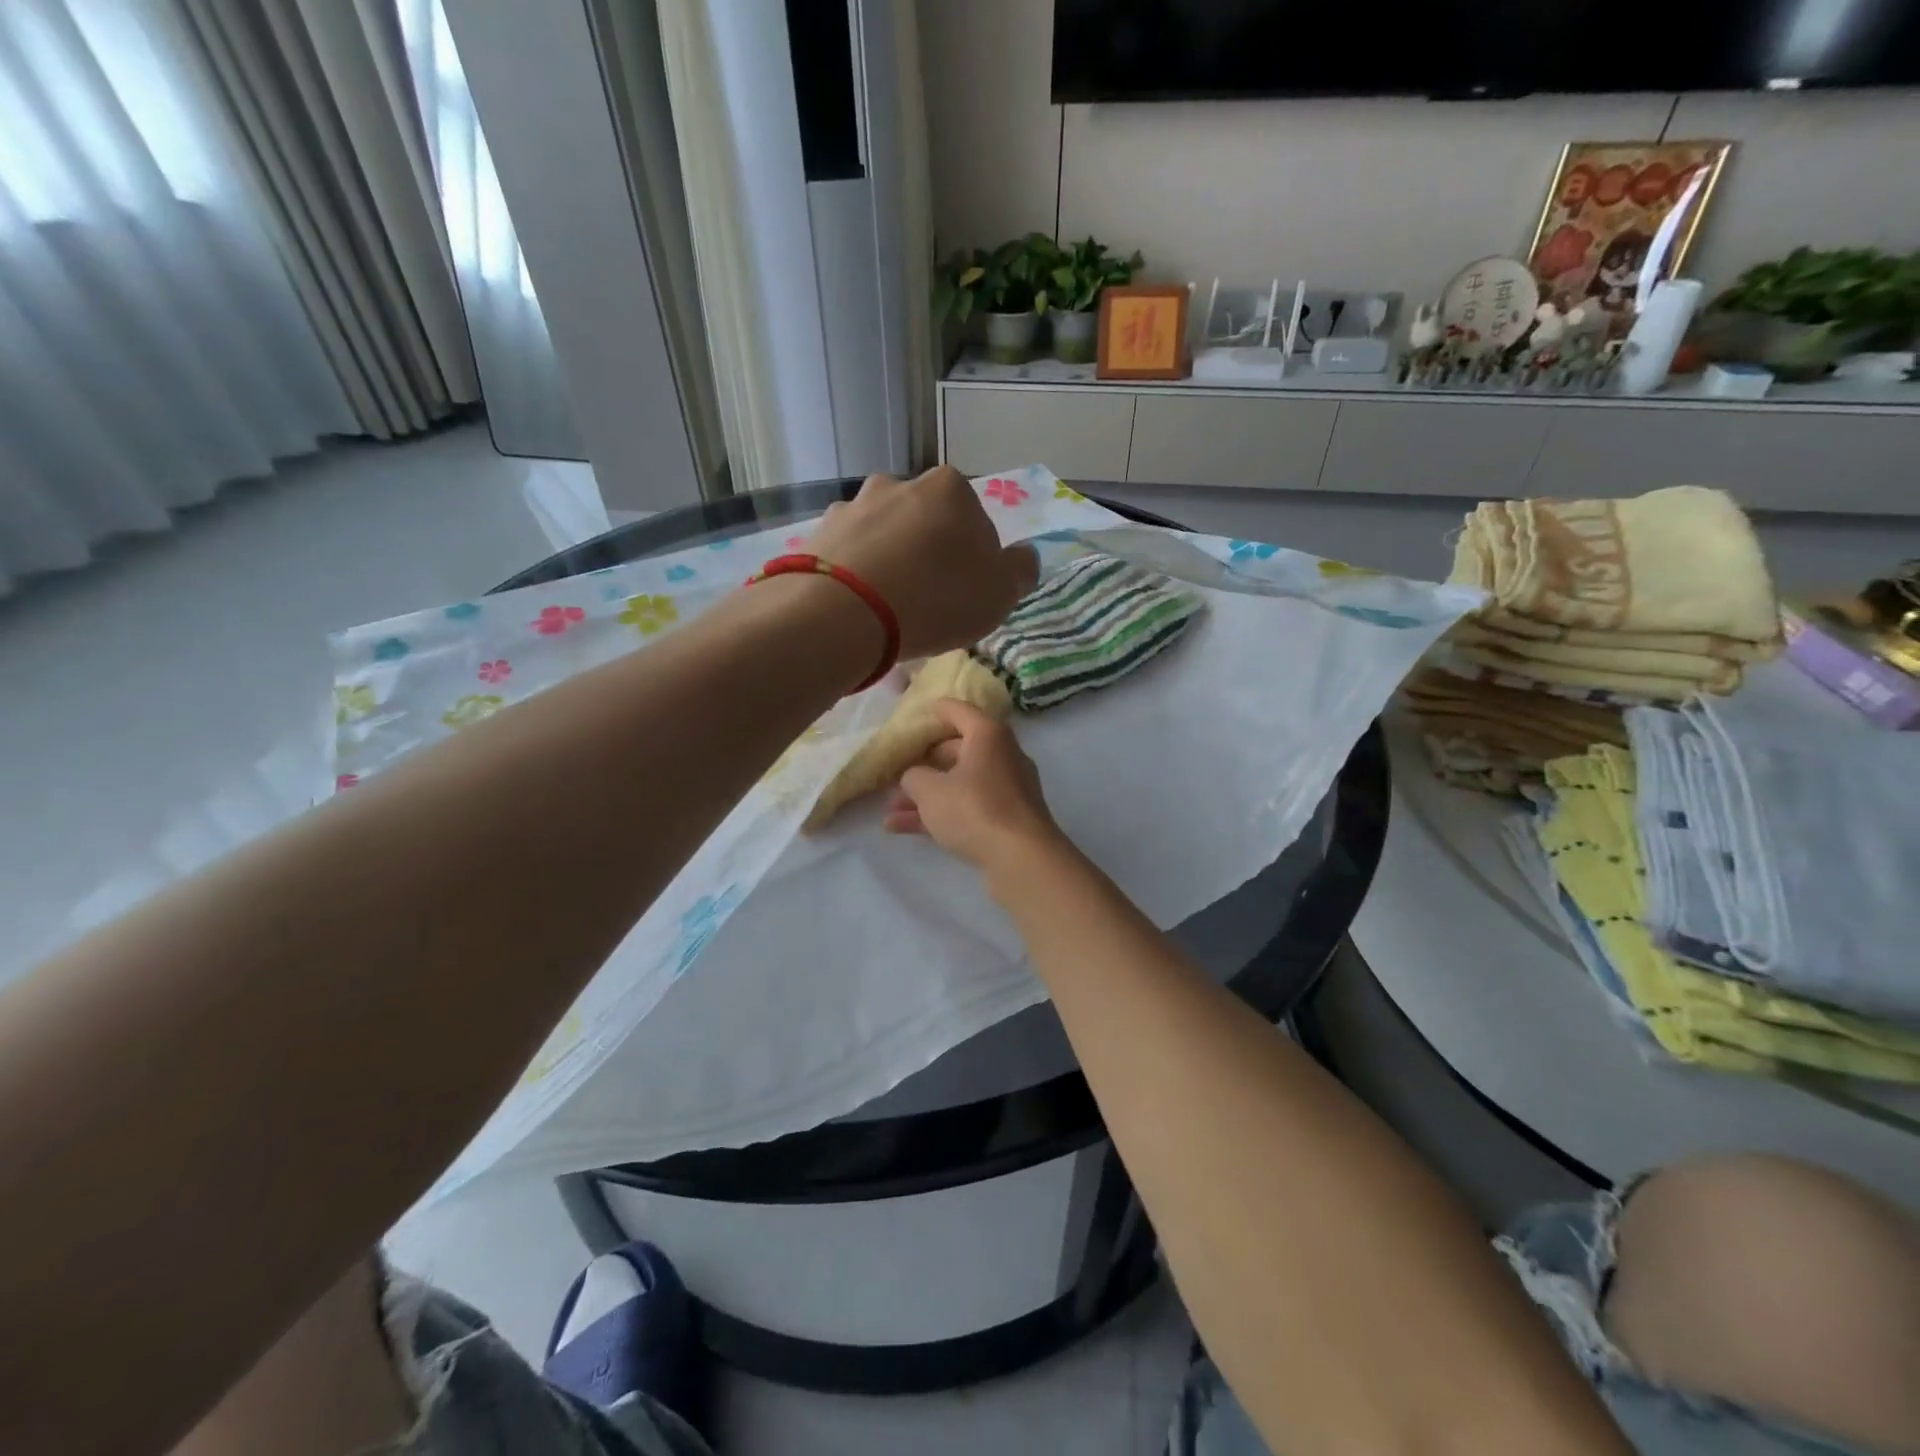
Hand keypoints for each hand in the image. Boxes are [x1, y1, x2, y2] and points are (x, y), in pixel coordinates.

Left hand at [809, 468, 1038, 658]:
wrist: (845, 615)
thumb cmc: (936, 598)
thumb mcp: (1000, 593)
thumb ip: (1020, 570)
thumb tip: (1024, 556)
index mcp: (950, 489)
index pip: (975, 520)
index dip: (975, 558)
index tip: (966, 591)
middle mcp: (899, 484)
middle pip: (925, 522)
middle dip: (928, 552)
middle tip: (928, 599)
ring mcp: (853, 506)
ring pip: (883, 534)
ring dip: (889, 560)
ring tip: (887, 606)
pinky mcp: (818, 534)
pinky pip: (847, 554)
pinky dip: (854, 573)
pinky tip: (857, 605)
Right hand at [884, 699, 1064, 869]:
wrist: (1022, 858)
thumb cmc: (974, 809)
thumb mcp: (929, 790)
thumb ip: (912, 777)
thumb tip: (914, 778)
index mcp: (988, 735)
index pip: (958, 711)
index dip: (935, 710)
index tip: (917, 713)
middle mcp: (1002, 755)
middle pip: (958, 751)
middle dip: (924, 765)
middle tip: (898, 775)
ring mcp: (1007, 789)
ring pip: (960, 784)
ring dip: (926, 795)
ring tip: (892, 810)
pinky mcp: (1007, 819)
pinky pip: (967, 808)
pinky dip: (940, 815)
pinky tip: (902, 829)